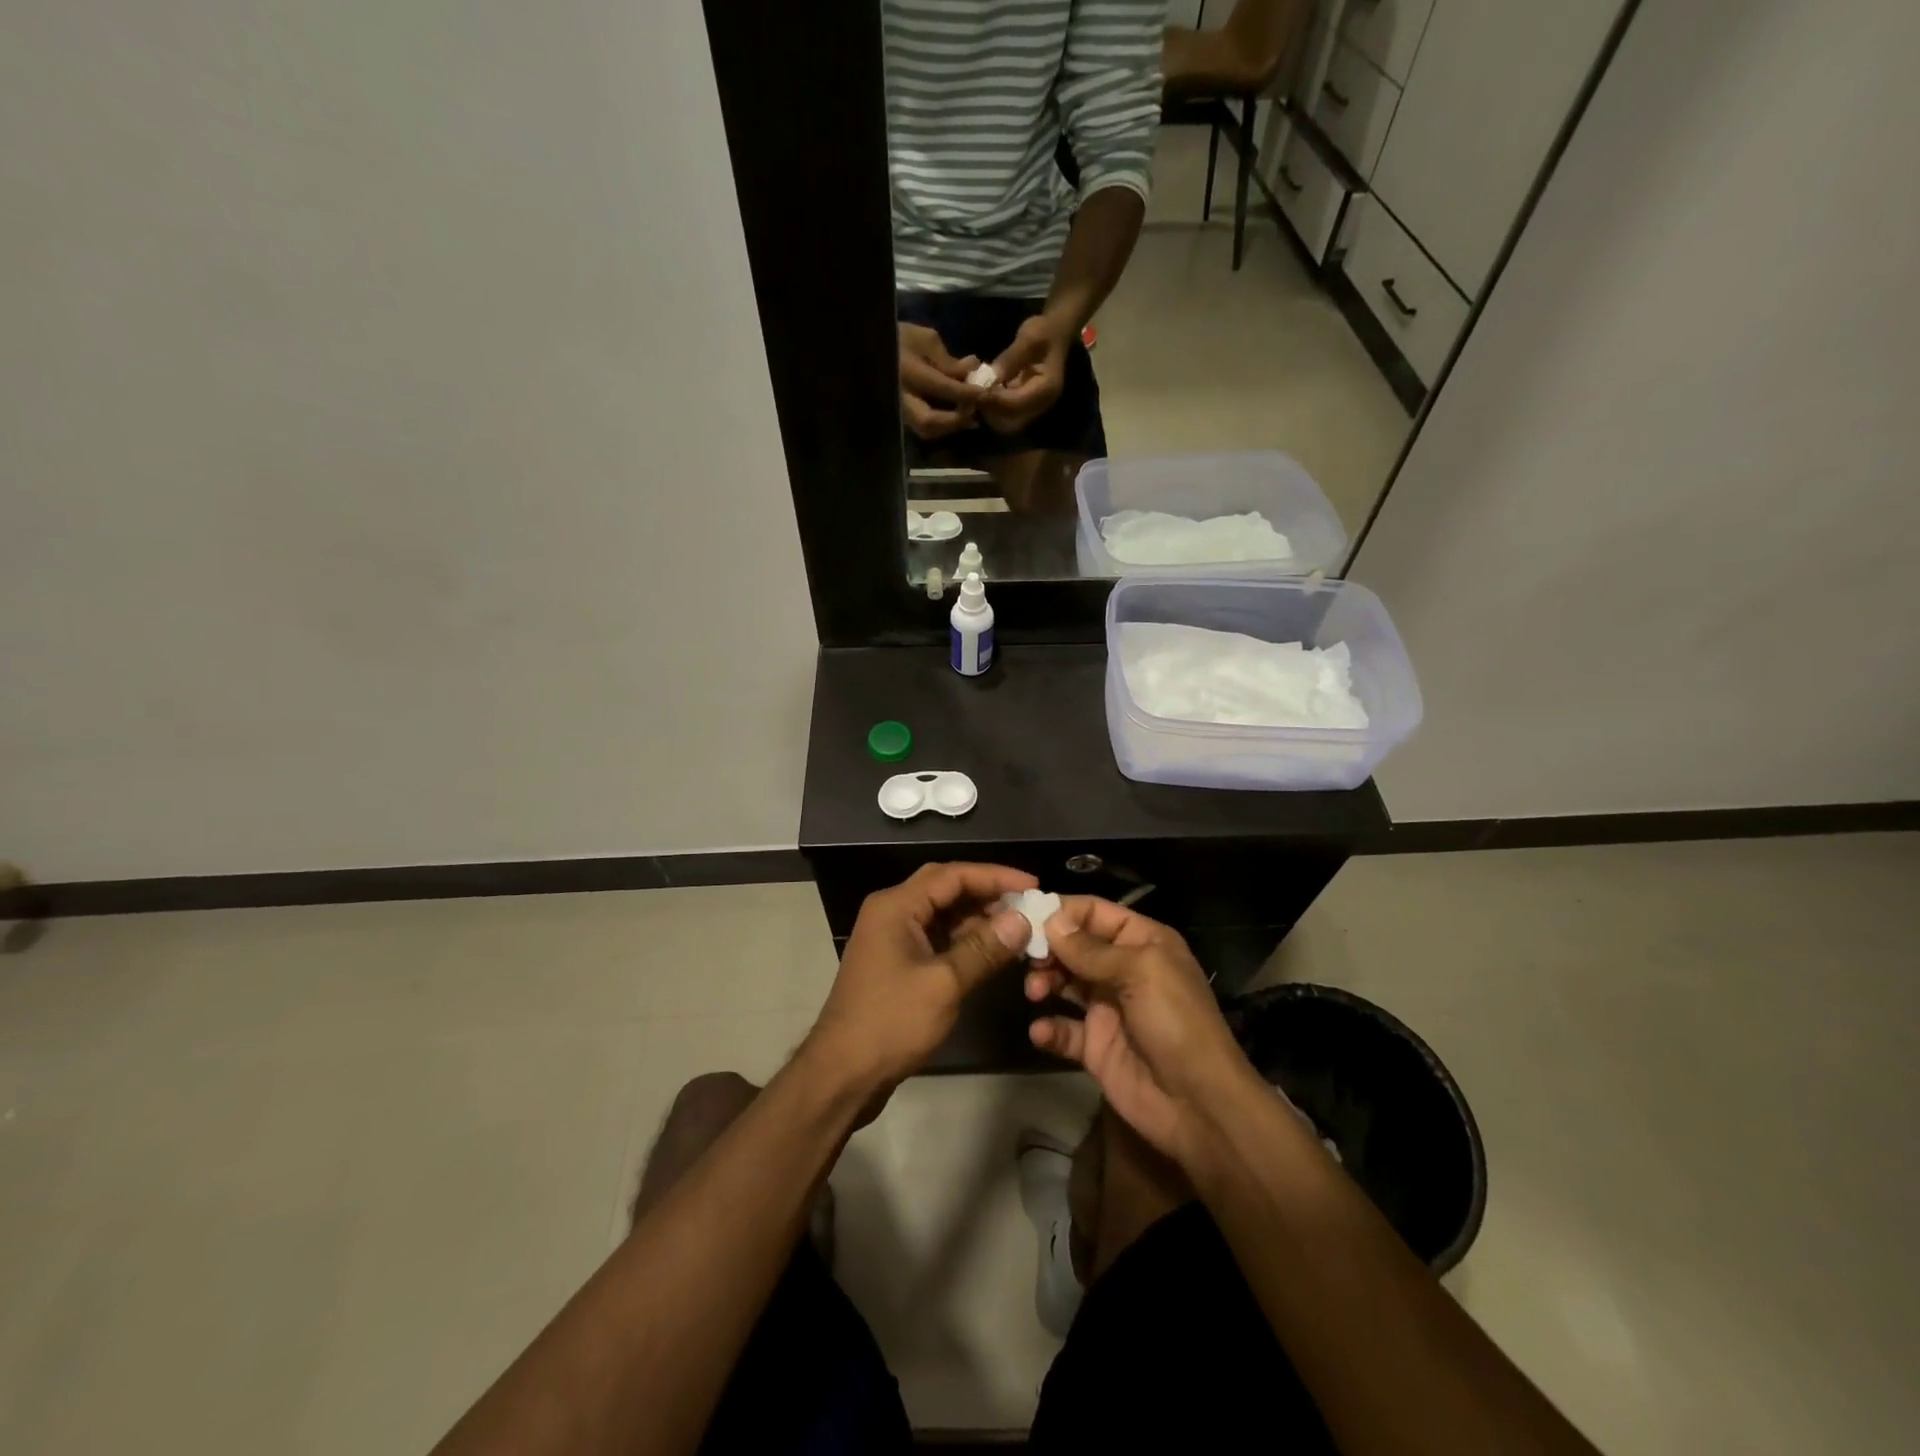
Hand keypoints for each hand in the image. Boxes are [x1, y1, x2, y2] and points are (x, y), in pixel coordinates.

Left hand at [804, 863, 1036, 1101]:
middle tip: (1028, 905)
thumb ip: (984, 948)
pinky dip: (965, 940)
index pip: (953, 875)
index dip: (996, 876)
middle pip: (946, 888)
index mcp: (896, 906)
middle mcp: (892, 912)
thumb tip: (1022, 920)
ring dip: (978, 918)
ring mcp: (892, 938)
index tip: (1033, 885)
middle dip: (987, 894)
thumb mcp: (944, 984)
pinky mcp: (897, 962)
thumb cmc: (891, 1023)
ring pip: (943, 914)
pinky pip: (937, 937)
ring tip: (1019, 928)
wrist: (842, 1073)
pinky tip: (993, 951)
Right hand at [898, 323, 985, 439]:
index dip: (966, 393)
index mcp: (907, 371)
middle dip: (955, 420)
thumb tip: (972, 372)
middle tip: (973, 412)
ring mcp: (897, 410)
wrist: (871, 346)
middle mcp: (900, 397)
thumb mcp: (925, 340)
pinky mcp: (900, 417)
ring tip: (967, 416)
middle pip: (929, 421)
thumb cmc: (900, 337)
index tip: (984, 392)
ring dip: (948, 426)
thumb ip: (948, 361)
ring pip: (925, 430)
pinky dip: (940, 426)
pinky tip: (954, 417)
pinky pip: (921, 428)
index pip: (942, 387)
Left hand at [981, 313, 1074, 434]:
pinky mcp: (1024, 406)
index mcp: (1046, 390)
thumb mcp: (1029, 338)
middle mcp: (1040, 405)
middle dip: (989, 411)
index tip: (976, 388)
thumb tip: (989, 377)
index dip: (994, 400)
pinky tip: (983, 391)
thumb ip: (1010, 359)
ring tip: (976, 392)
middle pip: (1009, 423)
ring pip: (1005, 423)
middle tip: (974, 393)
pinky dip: (992, 407)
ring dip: (988, 411)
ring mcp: (1032, 408)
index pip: (1015, 405)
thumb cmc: (1045, 331)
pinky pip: (1005, 415)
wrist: (1056, 333)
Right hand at [1025, 897, 1262, 1167]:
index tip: (1027, 915)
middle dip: (1048, 947)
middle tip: (1025, 957)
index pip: (1095, 912)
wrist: (1199, 1104)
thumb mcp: (1140, 972)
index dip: (1063, 911)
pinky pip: (1063, 1029)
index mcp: (1142, 942)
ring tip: (1036, 992)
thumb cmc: (1176, 1022)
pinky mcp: (1095, 1046)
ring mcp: (1108, 1008)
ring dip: (1044, 982)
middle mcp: (1123, 969)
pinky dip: (1048, 1028)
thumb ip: (1091, 949)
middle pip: (1074, 946)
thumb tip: (1050, 919)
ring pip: (1064, 982)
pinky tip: (1042, 1031)